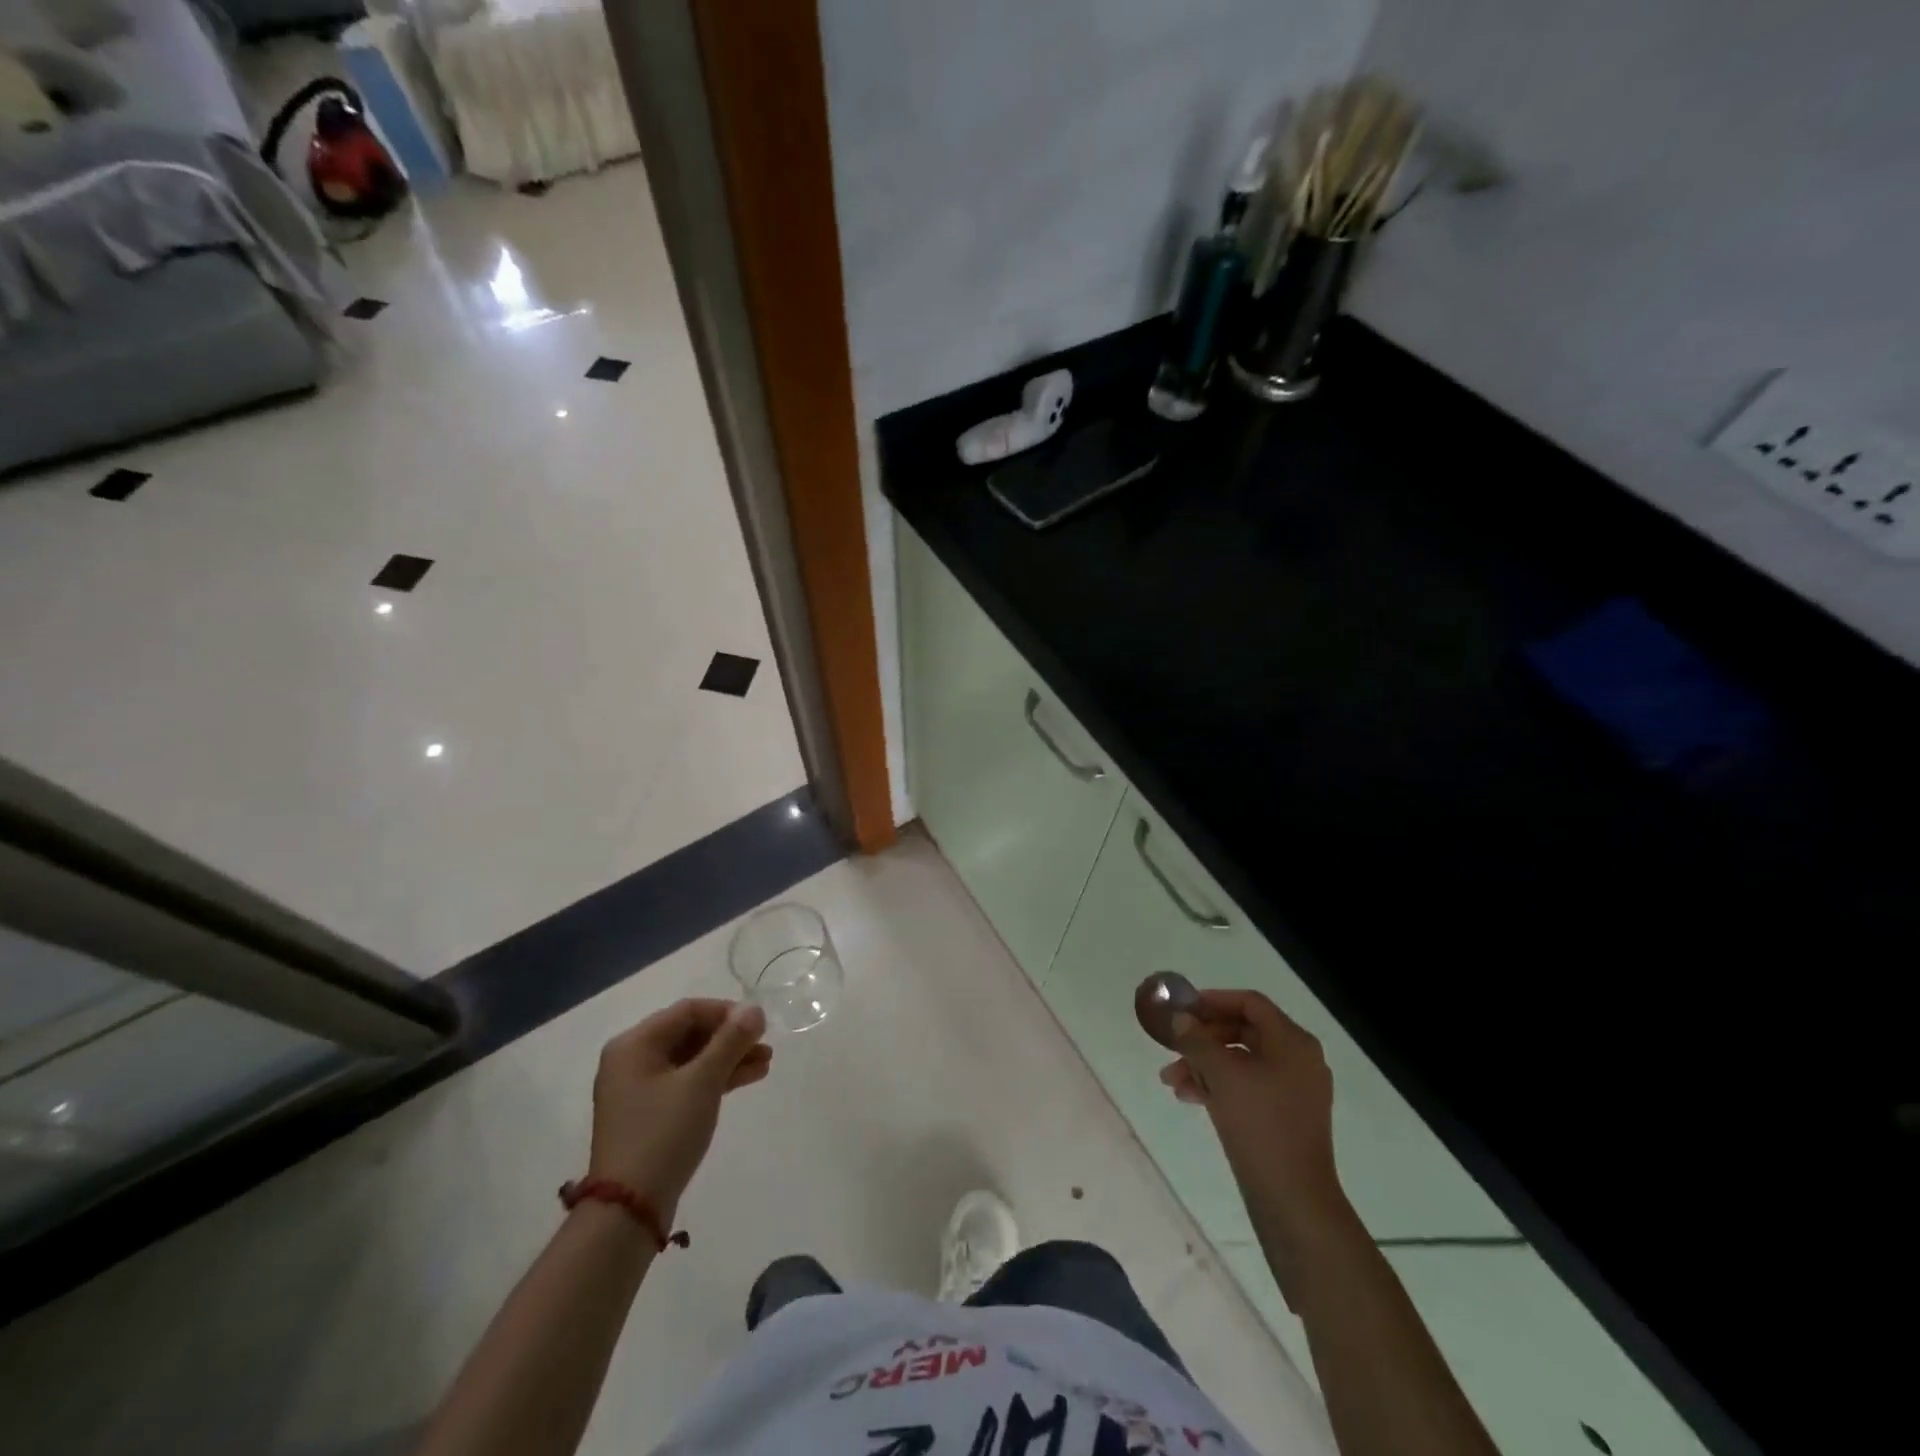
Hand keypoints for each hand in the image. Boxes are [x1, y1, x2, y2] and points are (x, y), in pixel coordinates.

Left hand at [586, 998, 770, 1220]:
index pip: (688, 1011)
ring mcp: (640, 1089)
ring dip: (728, 1058)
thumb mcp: (702, 1082)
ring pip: (692, 1060)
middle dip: (731, 1038)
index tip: (759, 1024)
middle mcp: (632, 1060)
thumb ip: (730, 1041)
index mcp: (635, 1044)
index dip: (727, 1012)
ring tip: (766, 1063)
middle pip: (690, 1034)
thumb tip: (755, 1009)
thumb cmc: (663, 1132)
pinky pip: (687, 1082)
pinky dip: (715, 1079)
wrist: (629, 1210)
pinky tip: (748, 1079)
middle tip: (766, 1045)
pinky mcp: (650, 1114)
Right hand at [1159, 988, 1345, 1230]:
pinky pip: (1248, 1086)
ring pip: (1241, 1061)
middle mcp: (1298, 1059)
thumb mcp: (1221, 1075)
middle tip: (1172, 1048)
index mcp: (1293, 1042)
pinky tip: (1190, 1097)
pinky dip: (1219, 1086)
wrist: (1293, 1200)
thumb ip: (1197, 1039)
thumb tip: (1181, 1018)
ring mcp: (1294, 1089)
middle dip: (1203, 1039)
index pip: (1250, 1003)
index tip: (1182, 1009)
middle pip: (1243, 1031)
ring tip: (1171, 1082)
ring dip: (1205, 1065)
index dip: (1213, 1000)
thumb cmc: (1260, 1125)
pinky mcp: (1285, 1115)